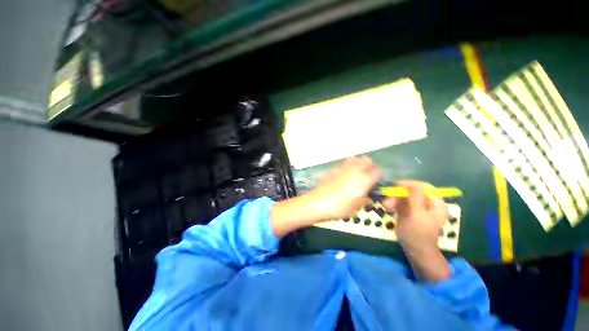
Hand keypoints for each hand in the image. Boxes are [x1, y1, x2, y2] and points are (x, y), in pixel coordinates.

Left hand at [309, 156, 381, 220]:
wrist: (319, 202)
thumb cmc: (339, 207)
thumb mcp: (355, 207)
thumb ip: (363, 200)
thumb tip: (365, 198)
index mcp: (364, 180)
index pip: (377, 172)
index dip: (378, 175)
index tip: (375, 179)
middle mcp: (355, 171)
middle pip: (366, 160)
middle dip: (369, 165)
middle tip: (366, 173)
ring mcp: (343, 168)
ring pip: (355, 158)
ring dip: (357, 162)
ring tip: (355, 170)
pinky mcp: (333, 168)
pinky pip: (343, 164)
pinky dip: (345, 166)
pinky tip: (341, 174)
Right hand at [382, 180, 450, 281]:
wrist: (415, 250)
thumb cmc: (418, 234)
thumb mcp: (417, 215)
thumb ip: (415, 198)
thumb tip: (410, 184)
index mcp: (436, 203)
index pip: (424, 187)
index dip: (411, 184)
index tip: (396, 185)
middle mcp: (427, 203)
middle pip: (411, 191)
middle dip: (398, 195)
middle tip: (388, 201)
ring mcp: (417, 206)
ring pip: (403, 196)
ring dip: (393, 199)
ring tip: (386, 207)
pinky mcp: (408, 210)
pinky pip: (399, 202)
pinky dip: (392, 203)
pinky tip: (387, 208)